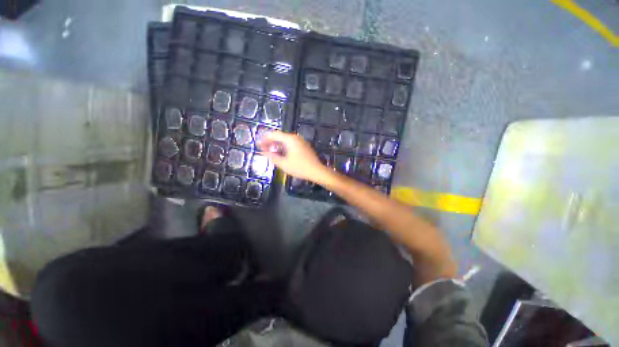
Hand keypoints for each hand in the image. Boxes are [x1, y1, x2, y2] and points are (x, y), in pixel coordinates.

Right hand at [260, 131, 332, 183]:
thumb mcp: (283, 164)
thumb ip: (272, 157)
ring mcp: (301, 141)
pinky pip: (291, 144)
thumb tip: (264, 152)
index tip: (259, 145)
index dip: (265, 139)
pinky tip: (282, 154)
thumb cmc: (300, 167)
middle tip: (264, 150)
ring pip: (285, 140)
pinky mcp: (304, 146)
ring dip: (277, 145)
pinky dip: (284, 147)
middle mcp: (295, 137)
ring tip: (272, 153)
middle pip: (280, 136)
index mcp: (290, 139)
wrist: (316, 171)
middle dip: (271, 142)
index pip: (274, 134)